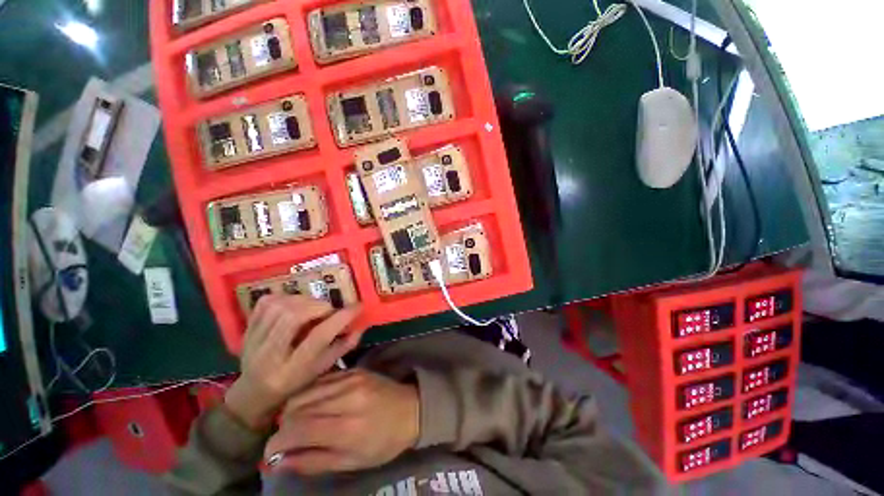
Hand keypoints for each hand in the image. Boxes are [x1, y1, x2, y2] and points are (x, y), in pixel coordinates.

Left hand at [224, 295, 364, 430]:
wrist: (254, 392)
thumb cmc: (294, 383)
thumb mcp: (321, 370)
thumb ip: (342, 348)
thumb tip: (360, 326)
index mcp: (292, 370)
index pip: (318, 337)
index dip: (340, 318)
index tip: (357, 307)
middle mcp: (269, 355)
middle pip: (294, 317)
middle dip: (319, 307)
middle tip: (330, 309)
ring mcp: (254, 340)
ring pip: (280, 307)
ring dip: (304, 300)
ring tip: (314, 306)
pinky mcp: (247, 329)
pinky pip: (266, 302)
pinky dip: (285, 297)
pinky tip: (295, 303)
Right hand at [264, 370, 419, 474]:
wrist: (410, 408)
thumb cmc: (383, 442)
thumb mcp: (351, 462)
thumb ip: (313, 461)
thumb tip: (278, 462)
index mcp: (347, 426)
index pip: (298, 430)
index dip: (277, 443)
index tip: (271, 453)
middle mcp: (346, 397)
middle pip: (297, 408)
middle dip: (283, 427)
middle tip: (287, 440)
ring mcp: (351, 379)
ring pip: (305, 392)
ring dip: (293, 410)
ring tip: (298, 423)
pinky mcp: (354, 370)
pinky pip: (320, 380)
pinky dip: (309, 395)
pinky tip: (313, 405)